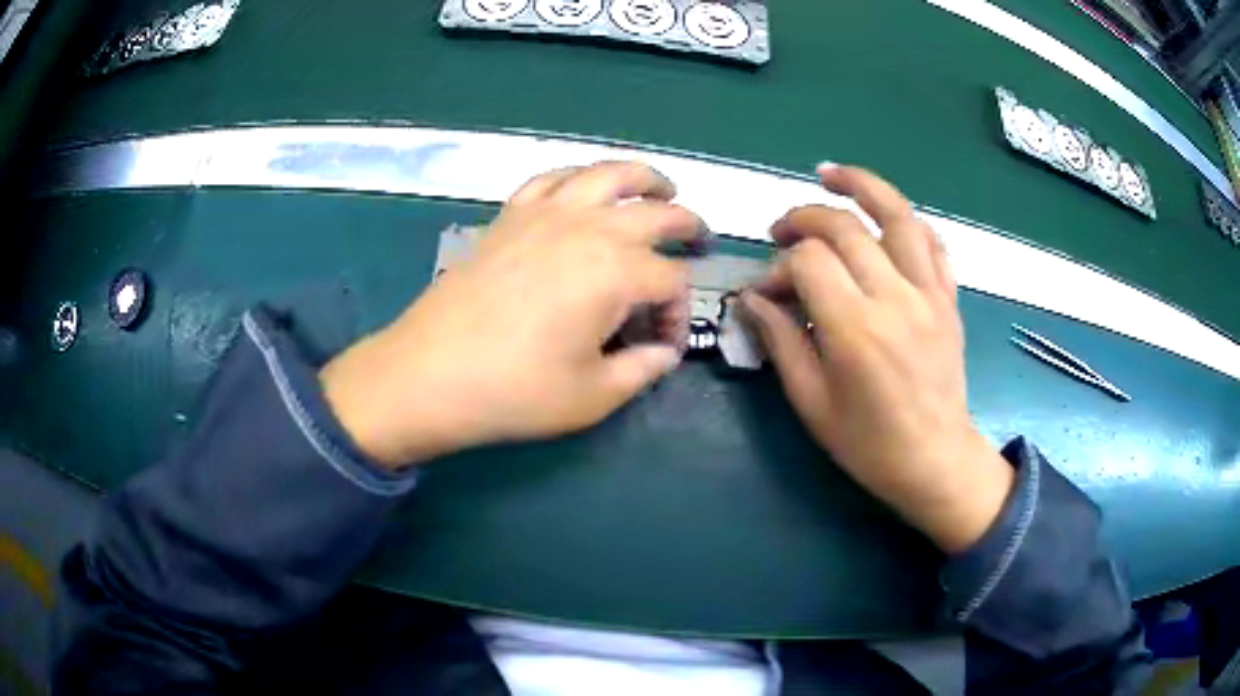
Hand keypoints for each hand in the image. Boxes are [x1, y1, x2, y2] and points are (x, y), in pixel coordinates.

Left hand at [321, 162, 701, 468]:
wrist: (428, 375)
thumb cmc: (514, 392)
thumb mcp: (593, 397)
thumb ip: (641, 371)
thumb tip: (663, 353)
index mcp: (615, 272)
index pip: (671, 282)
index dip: (678, 313)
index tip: (662, 345)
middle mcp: (587, 228)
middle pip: (655, 213)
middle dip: (686, 226)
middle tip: (700, 239)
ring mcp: (544, 214)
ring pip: (607, 175)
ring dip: (643, 178)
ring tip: (661, 188)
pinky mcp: (510, 215)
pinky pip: (551, 178)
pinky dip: (579, 176)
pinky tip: (585, 187)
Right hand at [741, 166, 1013, 552]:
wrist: (936, 461)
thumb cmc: (869, 445)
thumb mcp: (812, 403)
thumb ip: (782, 342)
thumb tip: (754, 299)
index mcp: (855, 330)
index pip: (808, 261)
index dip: (779, 266)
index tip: (770, 292)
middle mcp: (894, 299)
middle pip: (844, 227)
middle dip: (803, 218)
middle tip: (781, 232)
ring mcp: (929, 294)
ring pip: (897, 215)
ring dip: (861, 186)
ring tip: (830, 175)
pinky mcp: (948, 298)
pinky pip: (932, 242)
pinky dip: (905, 220)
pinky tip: (884, 217)